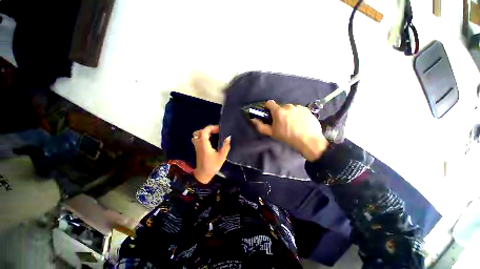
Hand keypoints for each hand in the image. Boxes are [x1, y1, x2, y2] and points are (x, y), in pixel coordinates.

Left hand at [191, 125, 230, 183]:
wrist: (203, 175)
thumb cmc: (212, 166)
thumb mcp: (221, 157)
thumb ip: (225, 146)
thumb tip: (229, 137)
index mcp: (204, 144)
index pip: (204, 131)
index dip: (212, 127)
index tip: (219, 129)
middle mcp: (199, 144)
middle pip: (199, 131)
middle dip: (208, 129)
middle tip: (216, 131)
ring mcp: (197, 146)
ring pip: (196, 135)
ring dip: (204, 133)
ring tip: (212, 134)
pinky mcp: (197, 149)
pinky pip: (197, 139)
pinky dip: (202, 136)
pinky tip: (210, 140)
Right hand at [251, 100, 328, 161]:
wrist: (309, 141)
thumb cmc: (288, 137)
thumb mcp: (272, 133)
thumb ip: (260, 126)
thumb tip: (252, 119)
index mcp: (279, 111)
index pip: (269, 103)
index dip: (267, 107)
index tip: (268, 113)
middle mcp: (288, 106)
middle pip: (280, 107)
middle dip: (279, 113)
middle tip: (281, 122)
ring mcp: (298, 107)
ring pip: (290, 108)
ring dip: (288, 113)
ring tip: (292, 123)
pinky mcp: (306, 109)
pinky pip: (298, 110)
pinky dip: (297, 114)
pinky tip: (300, 122)